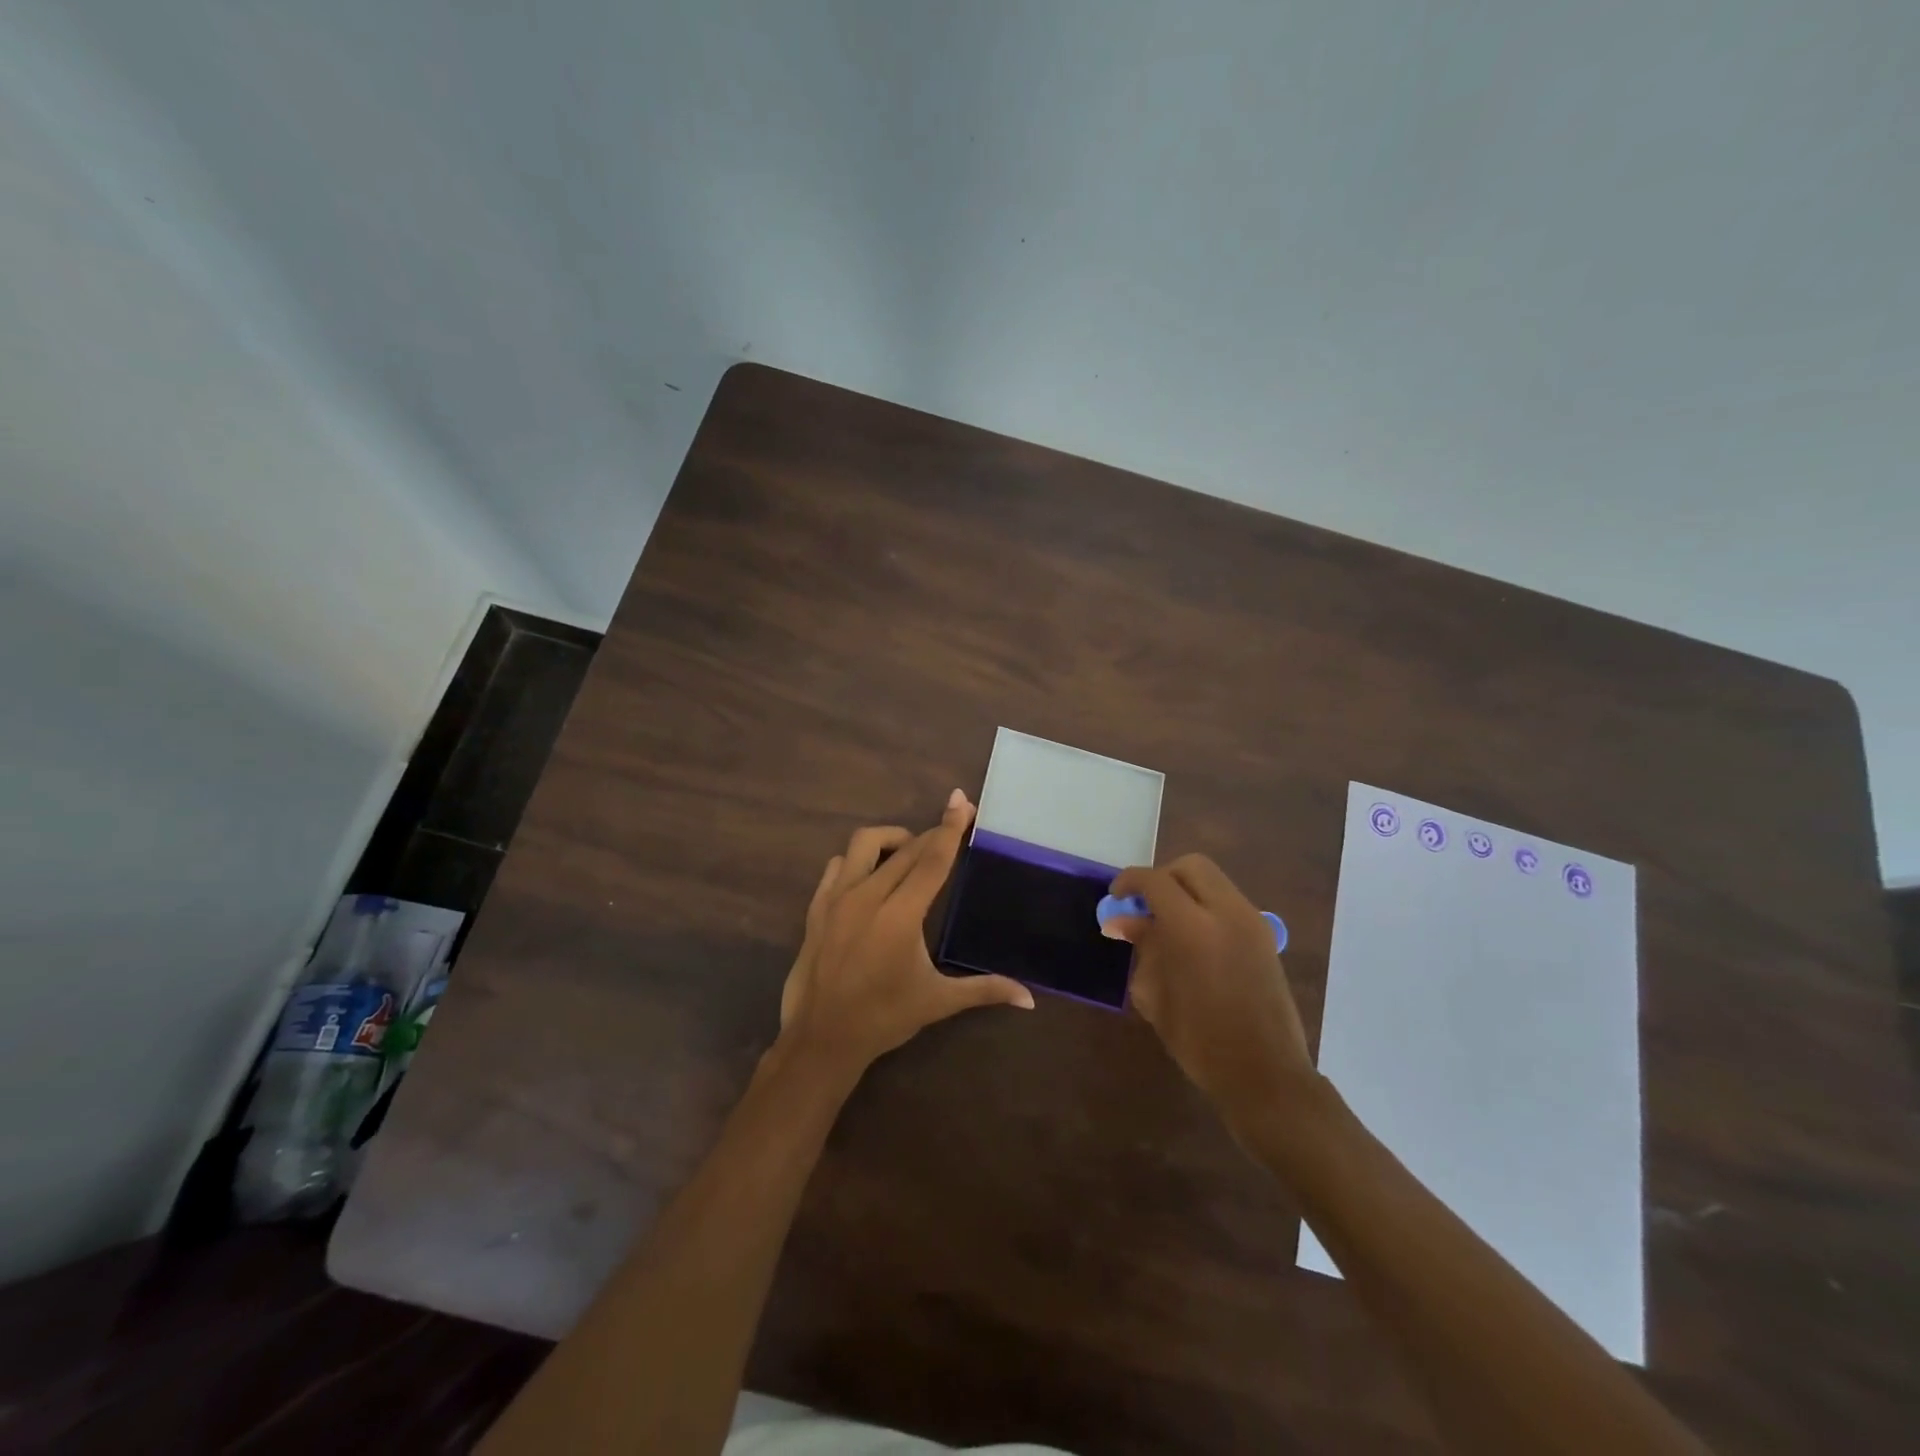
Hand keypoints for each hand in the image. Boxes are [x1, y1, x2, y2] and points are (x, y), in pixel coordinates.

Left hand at [777, 790, 1034, 1076]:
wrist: (820, 1039)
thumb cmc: (883, 1018)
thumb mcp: (938, 1002)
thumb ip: (985, 990)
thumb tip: (1030, 1000)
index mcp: (901, 916)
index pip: (932, 860)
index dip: (950, 828)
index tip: (961, 800)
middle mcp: (868, 896)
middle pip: (906, 849)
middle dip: (931, 835)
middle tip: (951, 829)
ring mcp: (837, 899)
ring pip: (865, 844)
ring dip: (892, 841)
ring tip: (909, 856)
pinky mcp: (816, 907)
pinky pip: (838, 865)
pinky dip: (858, 861)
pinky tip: (870, 877)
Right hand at [1102, 854, 1314, 1127]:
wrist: (1265, 1074)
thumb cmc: (1200, 1041)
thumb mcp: (1156, 995)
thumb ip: (1142, 948)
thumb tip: (1124, 921)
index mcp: (1193, 929)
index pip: (1155, 881)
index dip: (1130, 882)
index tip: (1116, 897)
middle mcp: (1227, 913)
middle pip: (1191, 867)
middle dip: (1162, 878)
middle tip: (1145, 905)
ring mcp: (1251, 922)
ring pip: (1213, 881)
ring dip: (1186, 891)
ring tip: (1167, 924)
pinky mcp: (1265, 935)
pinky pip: (1228, 901)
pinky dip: (1205, 906)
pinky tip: (1192, 939)